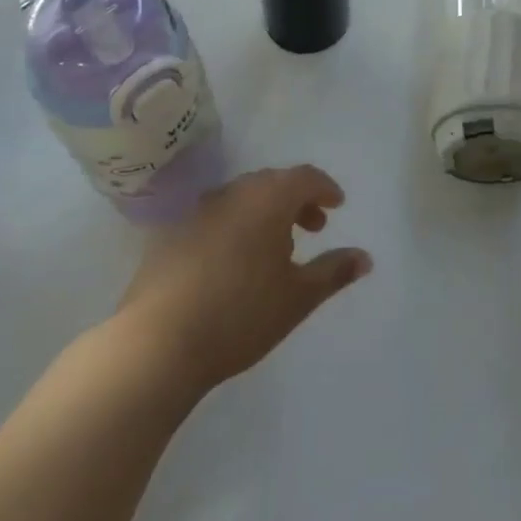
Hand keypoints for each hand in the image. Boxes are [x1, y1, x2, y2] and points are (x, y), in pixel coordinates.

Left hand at [113, 164, 371, 393]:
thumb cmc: (240, 314)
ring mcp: (198, 211)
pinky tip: (235, 263)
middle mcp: (233, 192)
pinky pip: (216, 218)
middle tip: (313, 227)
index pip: (304, 177)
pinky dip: (236, 227)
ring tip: (276, 248)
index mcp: (268, 198)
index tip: (337, 205)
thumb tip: (365, 257)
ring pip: (242, 199)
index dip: (324, 188)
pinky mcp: (171, 234)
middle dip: (297, 201)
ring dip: (265, 214)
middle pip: (273, 184)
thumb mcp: (297, 297)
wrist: (156, 343)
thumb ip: (334, 272)